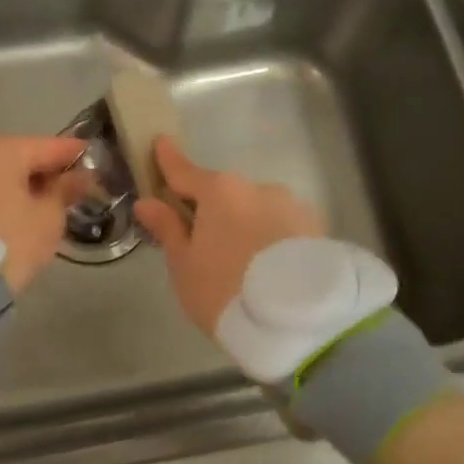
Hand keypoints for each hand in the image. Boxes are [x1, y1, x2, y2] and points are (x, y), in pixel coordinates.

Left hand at [0, 133, 88, 294]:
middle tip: (76, 187)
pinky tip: (26, 211)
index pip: (50, 146)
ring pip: (5, 173)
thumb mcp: (49, 216)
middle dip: (49, 171)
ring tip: (53, 203)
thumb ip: (66, 189)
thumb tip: (80, 176)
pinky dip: (9, 195)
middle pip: (24, 157)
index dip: (76, 154)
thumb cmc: (11, 240)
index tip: (97, 159)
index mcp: (2, 149)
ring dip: (27, 184)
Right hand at [134, 136, 325, 335]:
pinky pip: (281, 226)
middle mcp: (256, 187)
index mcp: (219, 190)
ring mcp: (291, 205)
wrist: (297, 321)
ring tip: (244, 265)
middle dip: (212, 210)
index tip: (160, 142)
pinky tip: (269, 266)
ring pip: (256, 209)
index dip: (168, 160)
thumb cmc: (225, 291)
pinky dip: (271, 238)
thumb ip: (167, 228)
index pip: (184, 171)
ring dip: (246, 224)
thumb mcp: (184, 265)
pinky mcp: (316, 227)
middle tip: (202, 243)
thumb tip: (147, 202)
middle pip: (224, 194)